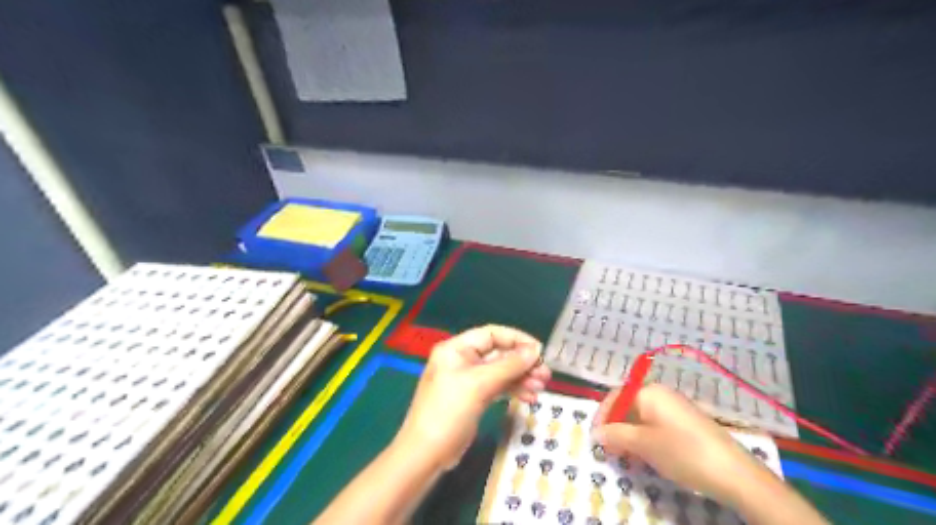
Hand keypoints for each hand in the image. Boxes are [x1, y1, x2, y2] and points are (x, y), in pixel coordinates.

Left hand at [391, 326, 549, 468]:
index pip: (491, 334)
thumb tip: (535, 351)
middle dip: (522, 363)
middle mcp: (462, 360)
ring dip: (521, 378)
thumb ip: (508, 365)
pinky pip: (497, 387)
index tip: (539, 351)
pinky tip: (530, 398)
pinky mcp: (473, 398)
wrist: (426, 454)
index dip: (516, 339)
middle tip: (545, 374)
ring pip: (500, 372)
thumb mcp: (479, 384)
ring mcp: (468, 380)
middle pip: (498, 354)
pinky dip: (513, 390)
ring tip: (541, 387)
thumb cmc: (449, 411)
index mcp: (456, 349)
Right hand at [591, 384, 768, 502]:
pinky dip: (645, 437)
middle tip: (609, 449)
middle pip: (628, 405)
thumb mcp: (643, 444)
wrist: (733, 472)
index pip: (615, 396)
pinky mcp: (686, 423)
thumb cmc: (682, 451)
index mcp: (649, 392)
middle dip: (615, 426)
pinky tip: (646, 455)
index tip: (595, 438)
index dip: (602, 416)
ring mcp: (675, 408)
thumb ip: (616, 435)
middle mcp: (661, 394)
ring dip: (629, 434)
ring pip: (642, 417)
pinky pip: (656, 424)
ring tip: (625, 455)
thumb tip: (596, 433)